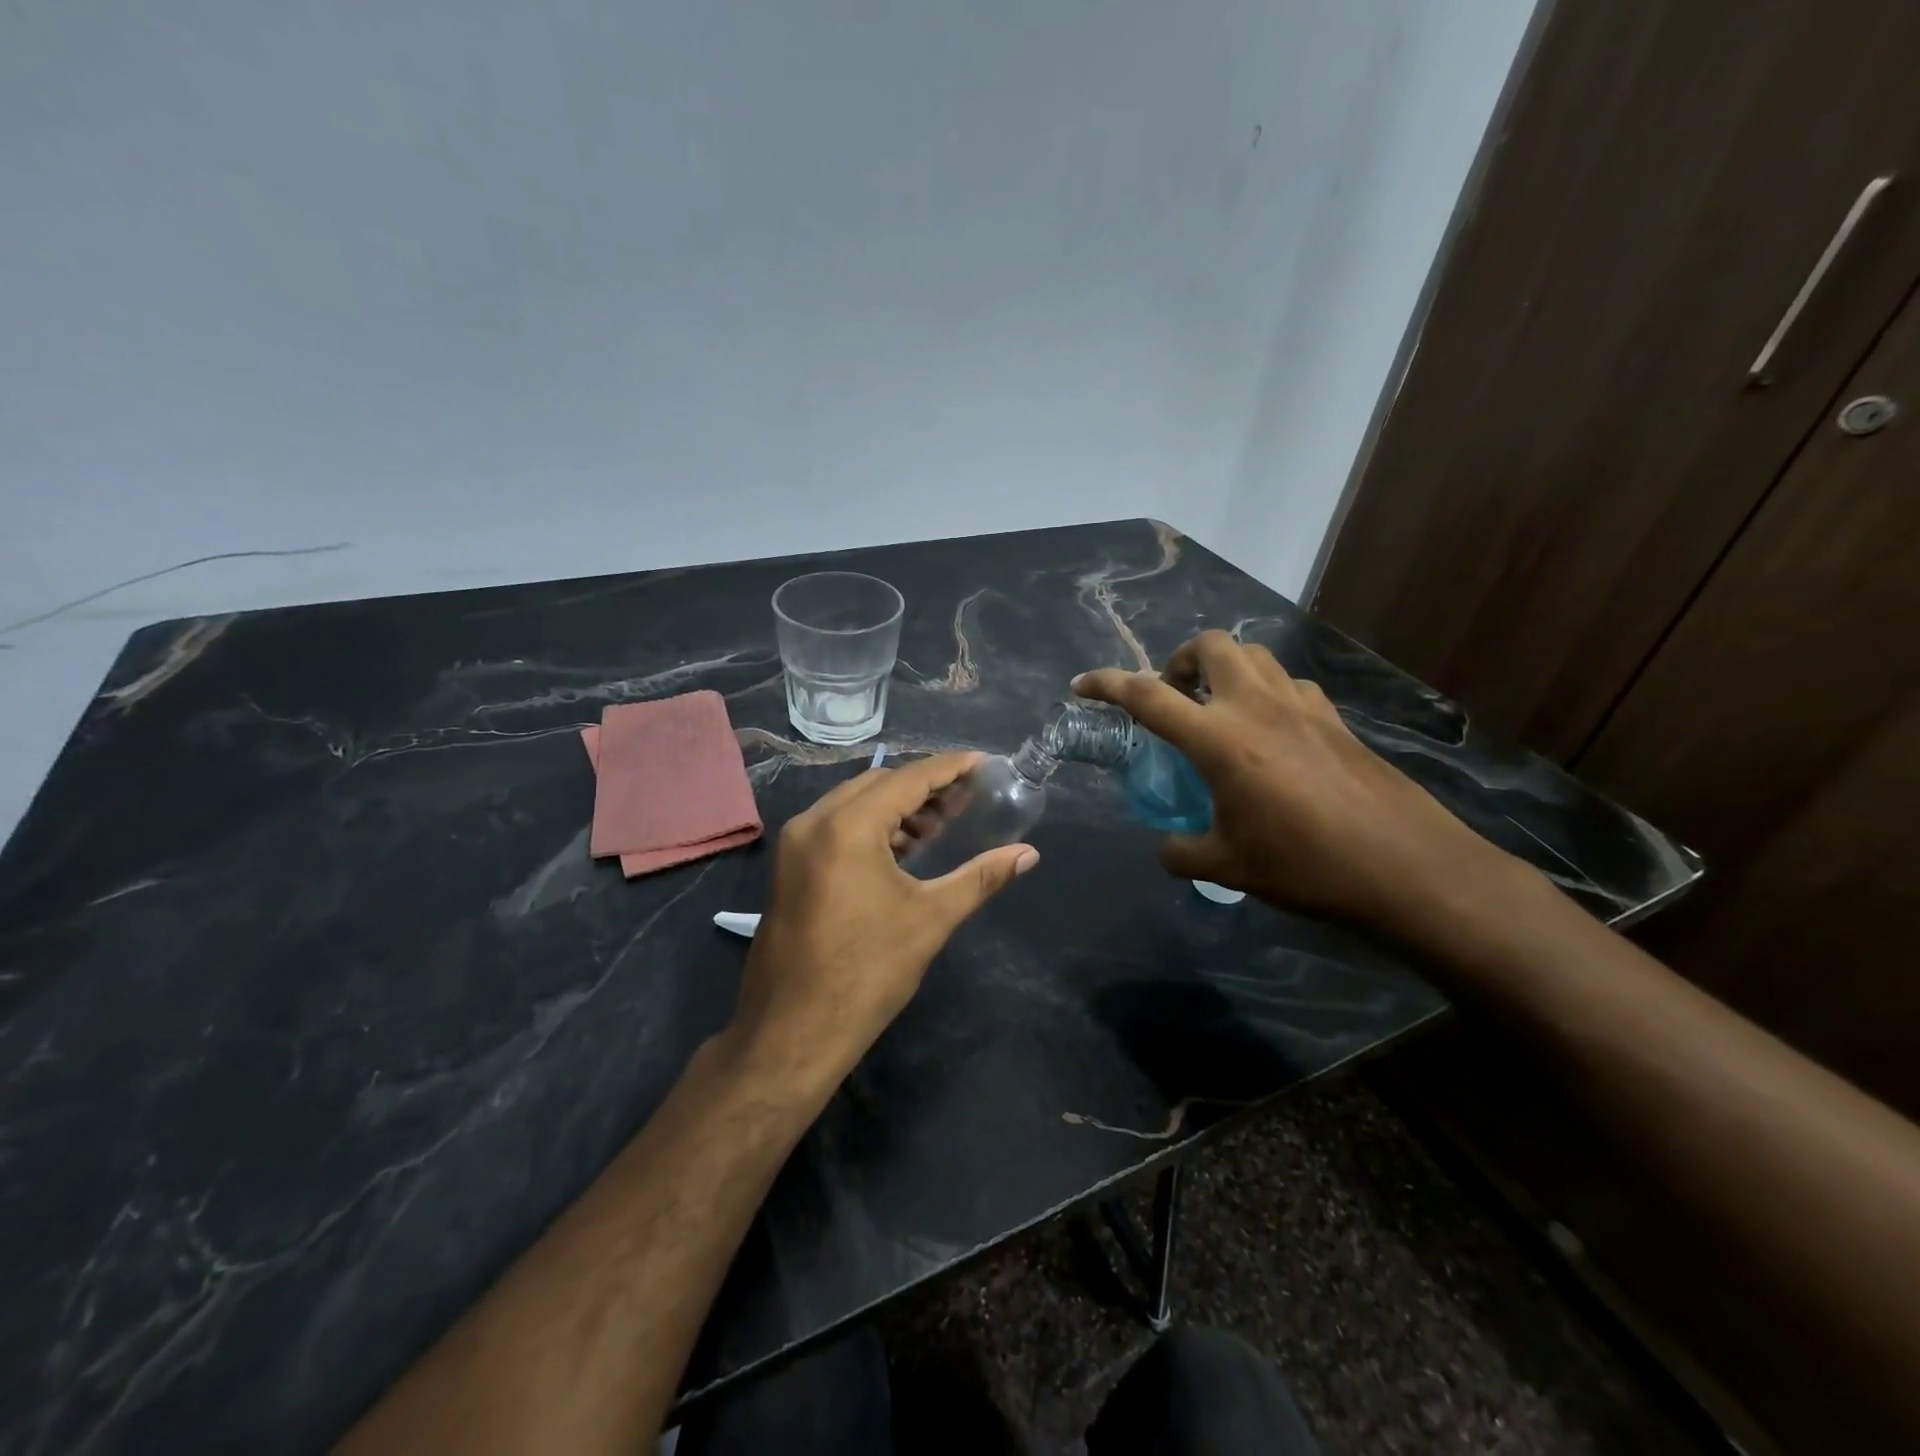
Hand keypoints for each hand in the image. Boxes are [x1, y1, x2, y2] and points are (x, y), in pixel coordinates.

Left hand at [727, 751, 1037, 1093]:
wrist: (792, 1033)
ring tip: (939, 825)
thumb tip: (1028, 854)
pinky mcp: (789, 867)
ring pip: (853, 804)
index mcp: (847, 827)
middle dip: (923, 786)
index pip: (907, 779)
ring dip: (896, 807)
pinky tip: (901, 848)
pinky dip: (870, 826)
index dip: (948, 768)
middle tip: (966, 797)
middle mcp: (813, 822)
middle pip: (878, 784)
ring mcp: (794, 844)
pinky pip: (835, 826)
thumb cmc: (867, 973)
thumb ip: (981, 878)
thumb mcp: (930, 919)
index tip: (982, 763)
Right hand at [1073, 631, 1514, 940]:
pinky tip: (1270, 731)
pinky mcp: (1334, 718)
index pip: (1147, 696)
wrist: (1406, 867)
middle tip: (1173, 694)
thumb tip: (1168, 848)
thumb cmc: (1306, 866)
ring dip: (1225, 668)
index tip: (1082, 684)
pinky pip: (1289, 683)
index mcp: (1219, 739)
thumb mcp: (1229, 866)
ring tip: (1217, 707)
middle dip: (1180, 657)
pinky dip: (1265, 691)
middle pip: (1211, 645)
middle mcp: (1256, 707)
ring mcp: (1301, 706)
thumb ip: (1184, 852)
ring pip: (1254, 655)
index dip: (1107, 684)